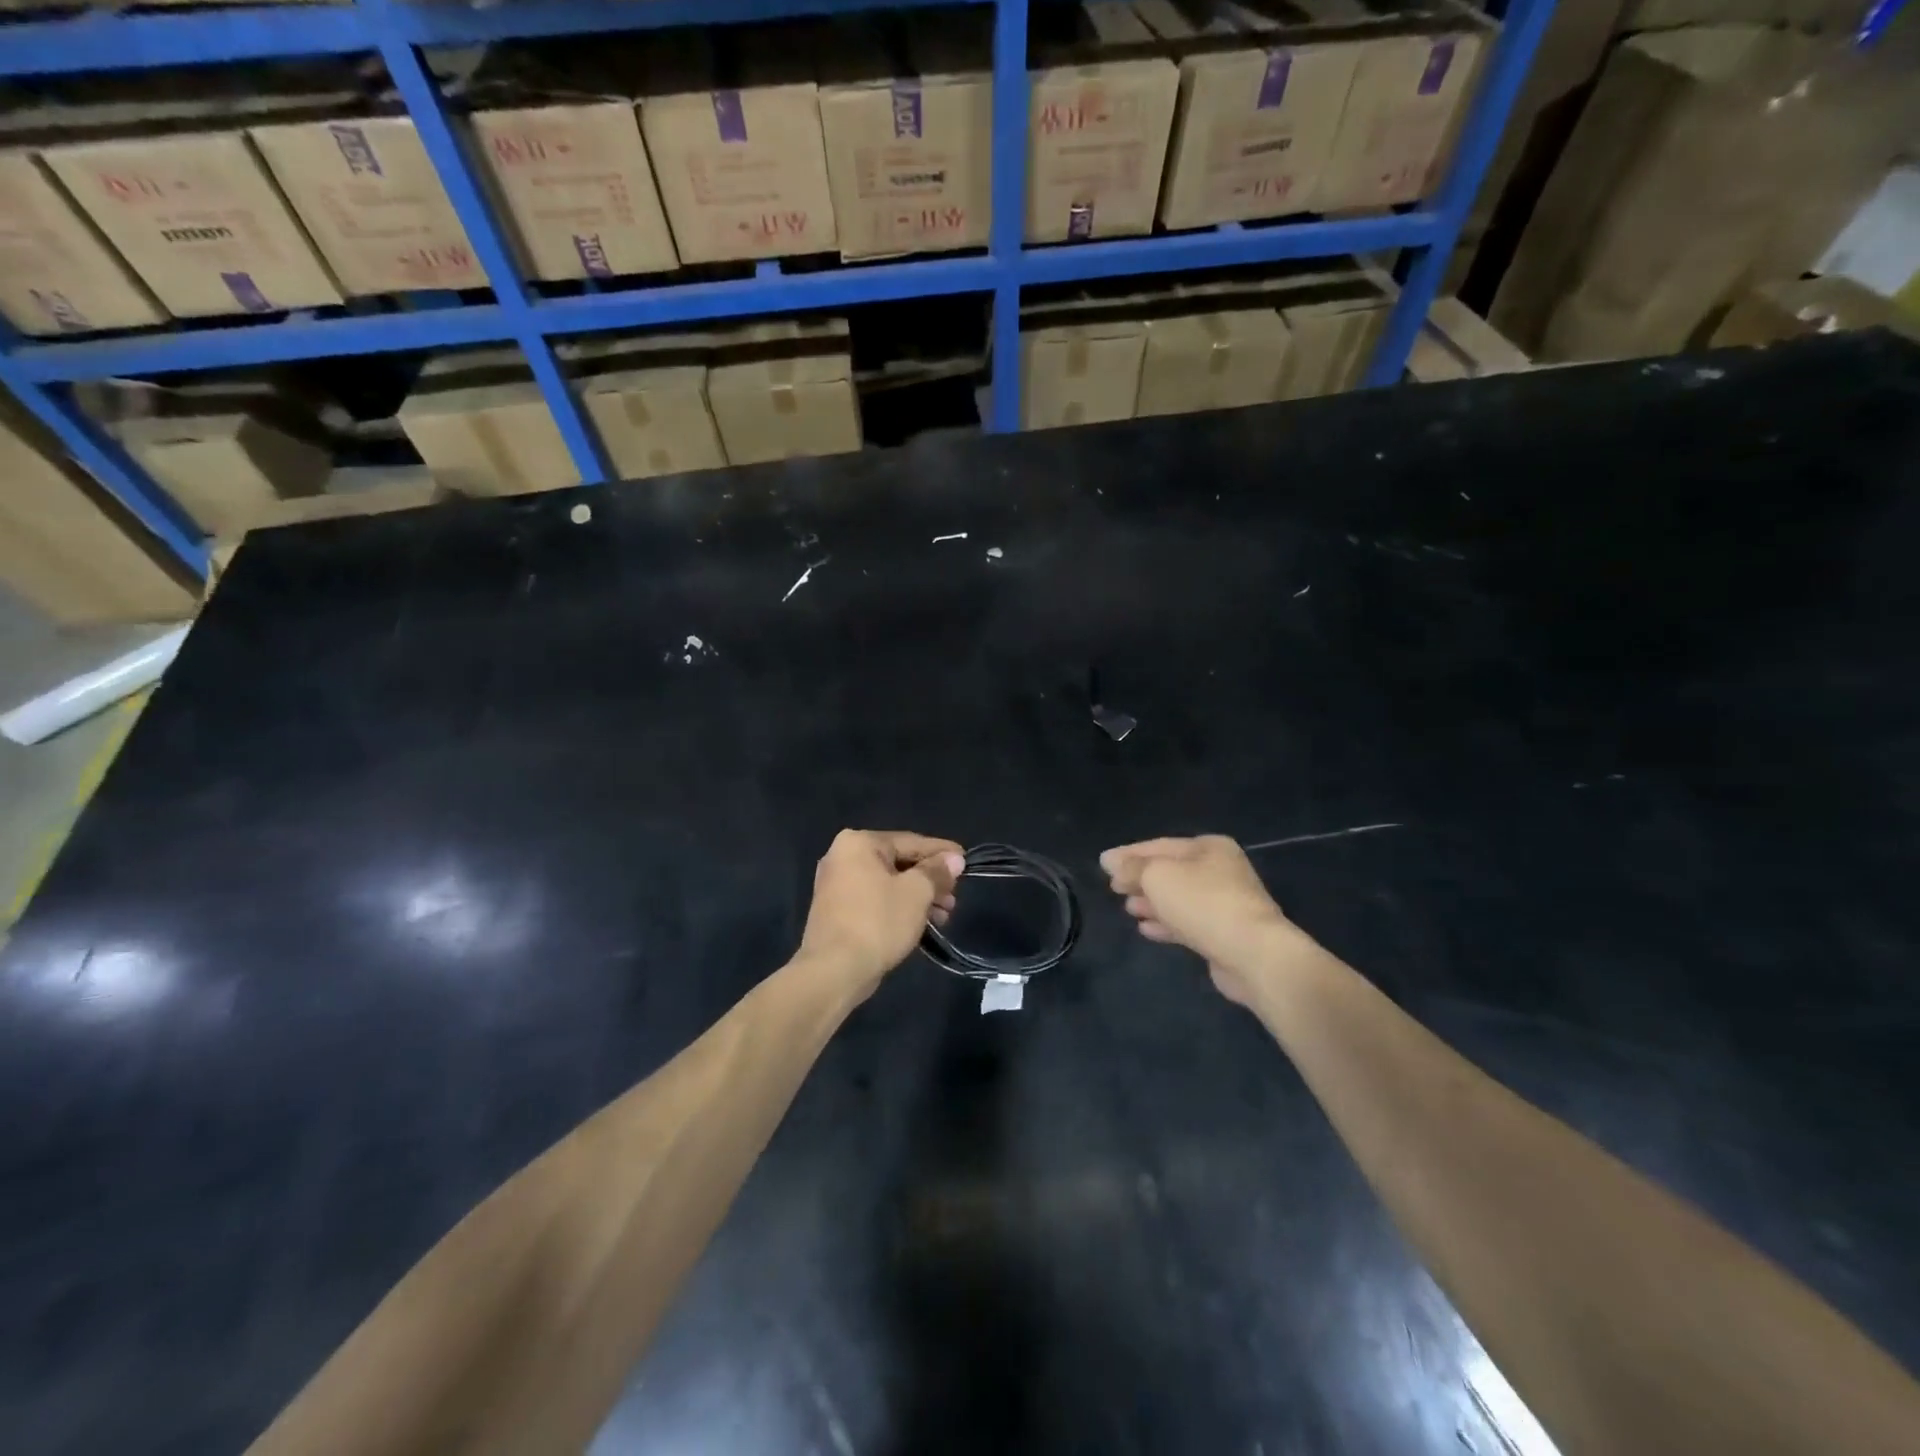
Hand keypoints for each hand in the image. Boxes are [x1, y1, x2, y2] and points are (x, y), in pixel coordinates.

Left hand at [797, 830, 964, 1000]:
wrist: (833, 971)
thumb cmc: (877, 922)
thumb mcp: (916, 892)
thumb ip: (937, 871)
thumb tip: (954, 859)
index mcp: (859, 843)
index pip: (911, 841)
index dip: (942, 852)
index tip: (966, 859)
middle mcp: (843, 856)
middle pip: (899, 862)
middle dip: (931, 880)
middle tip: (954, 897)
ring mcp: (836, 884)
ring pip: (888, 883)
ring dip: (918, 897)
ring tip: (944, 916)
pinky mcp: (836, 910)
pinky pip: (876, 899)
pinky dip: (898, 907)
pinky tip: (920, 923)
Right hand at [1100, 835, 1298, 1004]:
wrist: (1253, 954)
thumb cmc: (1202, 903)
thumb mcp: (1158, 876)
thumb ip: (1132, 867)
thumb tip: (1109, 860)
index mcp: (1209, 847)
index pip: (1159, 845)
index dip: (1129, 854)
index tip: (1103, 864)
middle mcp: (1220, 870)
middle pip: (1171, 871)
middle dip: (1141, 879)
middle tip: (1113, 887)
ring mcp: (1225, 903)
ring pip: (1179, 898)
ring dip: (1152, 902)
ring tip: (1127, 908)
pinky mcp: (1225, 933)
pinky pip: (1188, 923)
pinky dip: (1166, 923)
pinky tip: (1145, 929)